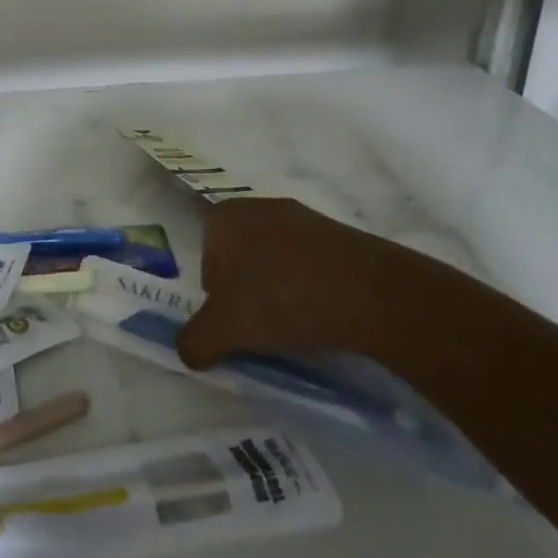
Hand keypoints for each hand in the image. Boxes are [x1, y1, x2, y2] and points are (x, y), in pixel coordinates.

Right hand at [177, 197, 403, 368]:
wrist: (370, 293)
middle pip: (238, 257)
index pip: (204, 257)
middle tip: (260, 325)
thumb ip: (194, 341)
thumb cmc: (280, 299)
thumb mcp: (224, 331)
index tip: (234, 320)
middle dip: (245, 290)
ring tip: (294, 323)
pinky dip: (309, 286)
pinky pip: (309, 263)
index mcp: (224, 216)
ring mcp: (302, 216)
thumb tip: (187, 351)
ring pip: (274, 260)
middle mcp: (258, 206)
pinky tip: (322, 312)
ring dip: (278, 289)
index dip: (214, 294)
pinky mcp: (337, 232)